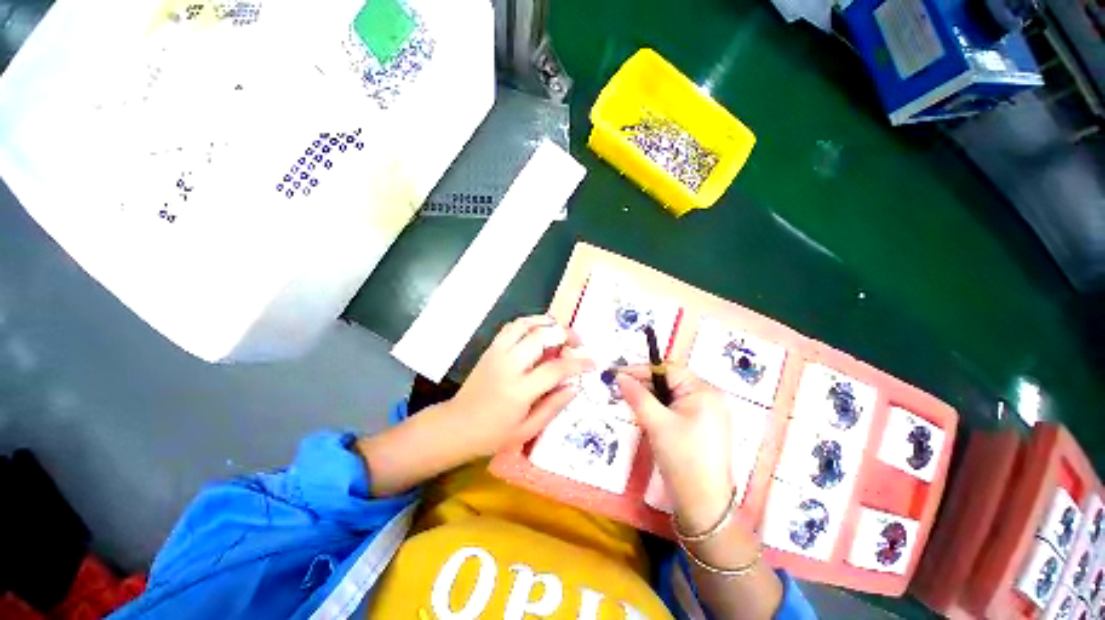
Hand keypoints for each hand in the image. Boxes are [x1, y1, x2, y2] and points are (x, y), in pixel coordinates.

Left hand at [447, 315, 593, 457]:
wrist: (456, 426)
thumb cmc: (493, 434)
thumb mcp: (527, 429)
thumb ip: (554, 406)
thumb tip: (576, 385)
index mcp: (519, 390)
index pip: (555, 369)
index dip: (578, 364)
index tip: (594, 363)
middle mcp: (508, 365)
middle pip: (541, 337)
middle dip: (564, 334)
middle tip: (577, 342)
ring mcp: (497, 353)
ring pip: (524, 324)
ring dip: (546, 322)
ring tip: (560, 330)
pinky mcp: (490, 349)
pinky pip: (511, 327)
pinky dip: (529, 322)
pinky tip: (539, 330)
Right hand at [617, 365, 733, 533]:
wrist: (703, 505)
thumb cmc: (682, 458)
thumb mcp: (656, 423)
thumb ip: (637, 395)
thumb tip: (619, 376)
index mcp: (704, 391)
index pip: (668, 370)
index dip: (641, 370)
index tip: (618, 374)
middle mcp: (710, 398)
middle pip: (670, 382)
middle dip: (644, 385)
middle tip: (620, 389)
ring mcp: (708, 413)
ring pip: (671, 396)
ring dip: (650, 397)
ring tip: (629, 401)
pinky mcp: (703, 427)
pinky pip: (677, 408)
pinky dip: (660, 409)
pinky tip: (645, 415)